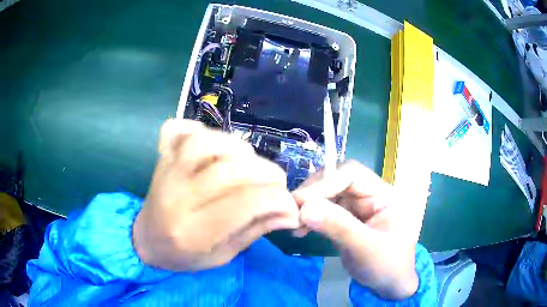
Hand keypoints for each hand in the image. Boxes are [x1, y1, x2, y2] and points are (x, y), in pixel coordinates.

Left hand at [133, 119, 299, 271]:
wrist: (146, 242)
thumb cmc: (183, 256)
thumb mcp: (222, 256)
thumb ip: (255, 230)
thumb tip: (290, 213)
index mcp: (193, 232)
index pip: (245, 203)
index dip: (278, 200)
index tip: (290, 207)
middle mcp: (178, 197)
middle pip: (229, 170)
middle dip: (267, 174)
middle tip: (276, 184)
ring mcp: (166, 172)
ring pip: (206, 142)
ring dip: (238, 148)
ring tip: (249, 163)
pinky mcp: (162, 158)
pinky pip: (178, 130)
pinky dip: (200, 128)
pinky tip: (214, 145)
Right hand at [292, 161, 425, 298]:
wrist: (389, 285)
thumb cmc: (387, 266)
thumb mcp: (366, 248)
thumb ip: (339, 227)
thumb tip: (304, 208)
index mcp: (383, 193)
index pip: (352, 173)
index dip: (325, 182)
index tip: (301, 201)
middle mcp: (370, 194)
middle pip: (337, 181)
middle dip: (313, 194)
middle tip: (293, 213)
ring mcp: (358, 207)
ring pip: (328, 195)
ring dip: (309, 207)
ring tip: (295, 225)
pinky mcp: (347, 219)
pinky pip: (325, 211)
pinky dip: (311, 218)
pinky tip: (301, 230)